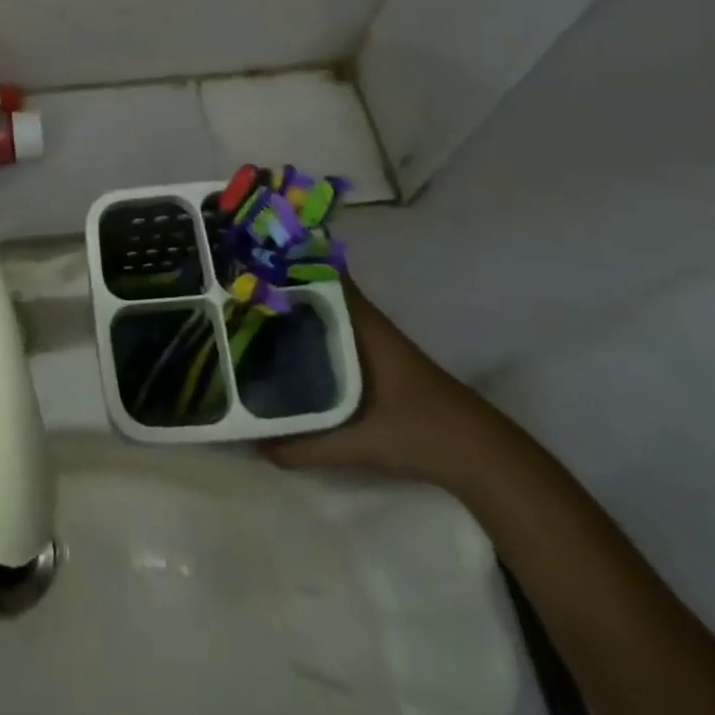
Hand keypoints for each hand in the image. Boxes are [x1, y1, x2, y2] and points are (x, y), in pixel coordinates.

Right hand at [262, 277, 507, 483]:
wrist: (480, 456)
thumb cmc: (419, 432)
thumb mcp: (358, 443)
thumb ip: (305, 446)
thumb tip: (254, 444)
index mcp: (361, 323)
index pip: (320, 273)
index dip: (285, 261)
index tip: (245, 258)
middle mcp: (364, 321)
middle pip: (315, 290)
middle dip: (278, 287)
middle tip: (234, 289)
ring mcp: (372, 338)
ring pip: (324, 311)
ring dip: (293, 309)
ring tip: (248, 314)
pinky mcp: (377, 358)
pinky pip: (333, 331)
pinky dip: (309, 332)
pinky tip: (285, 349)